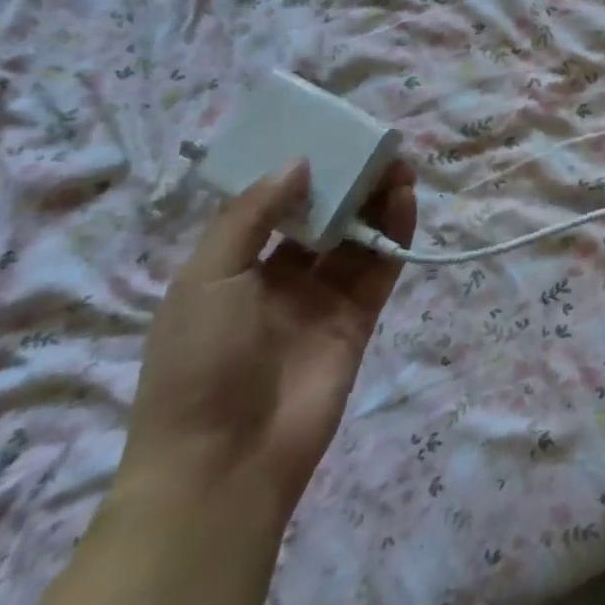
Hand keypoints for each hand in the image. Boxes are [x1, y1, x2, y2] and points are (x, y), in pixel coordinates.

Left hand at [118, 158, 417, 518]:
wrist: (222, 464)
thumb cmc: (199, 364)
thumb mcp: (206, 279)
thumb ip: (252, 216)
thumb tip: (298, 162)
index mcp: (234, 270)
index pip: (274, 208)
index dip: (301, 173)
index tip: (327, 139)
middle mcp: (280, 280)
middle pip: (323, 217)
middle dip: (348, 182)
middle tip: (374, 149)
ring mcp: (322, 300)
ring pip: (357, 237)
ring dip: (377, 201)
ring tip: (398, 167)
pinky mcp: (358, 319)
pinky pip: (380, 267)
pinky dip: (395, 234)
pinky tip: (404, 201)